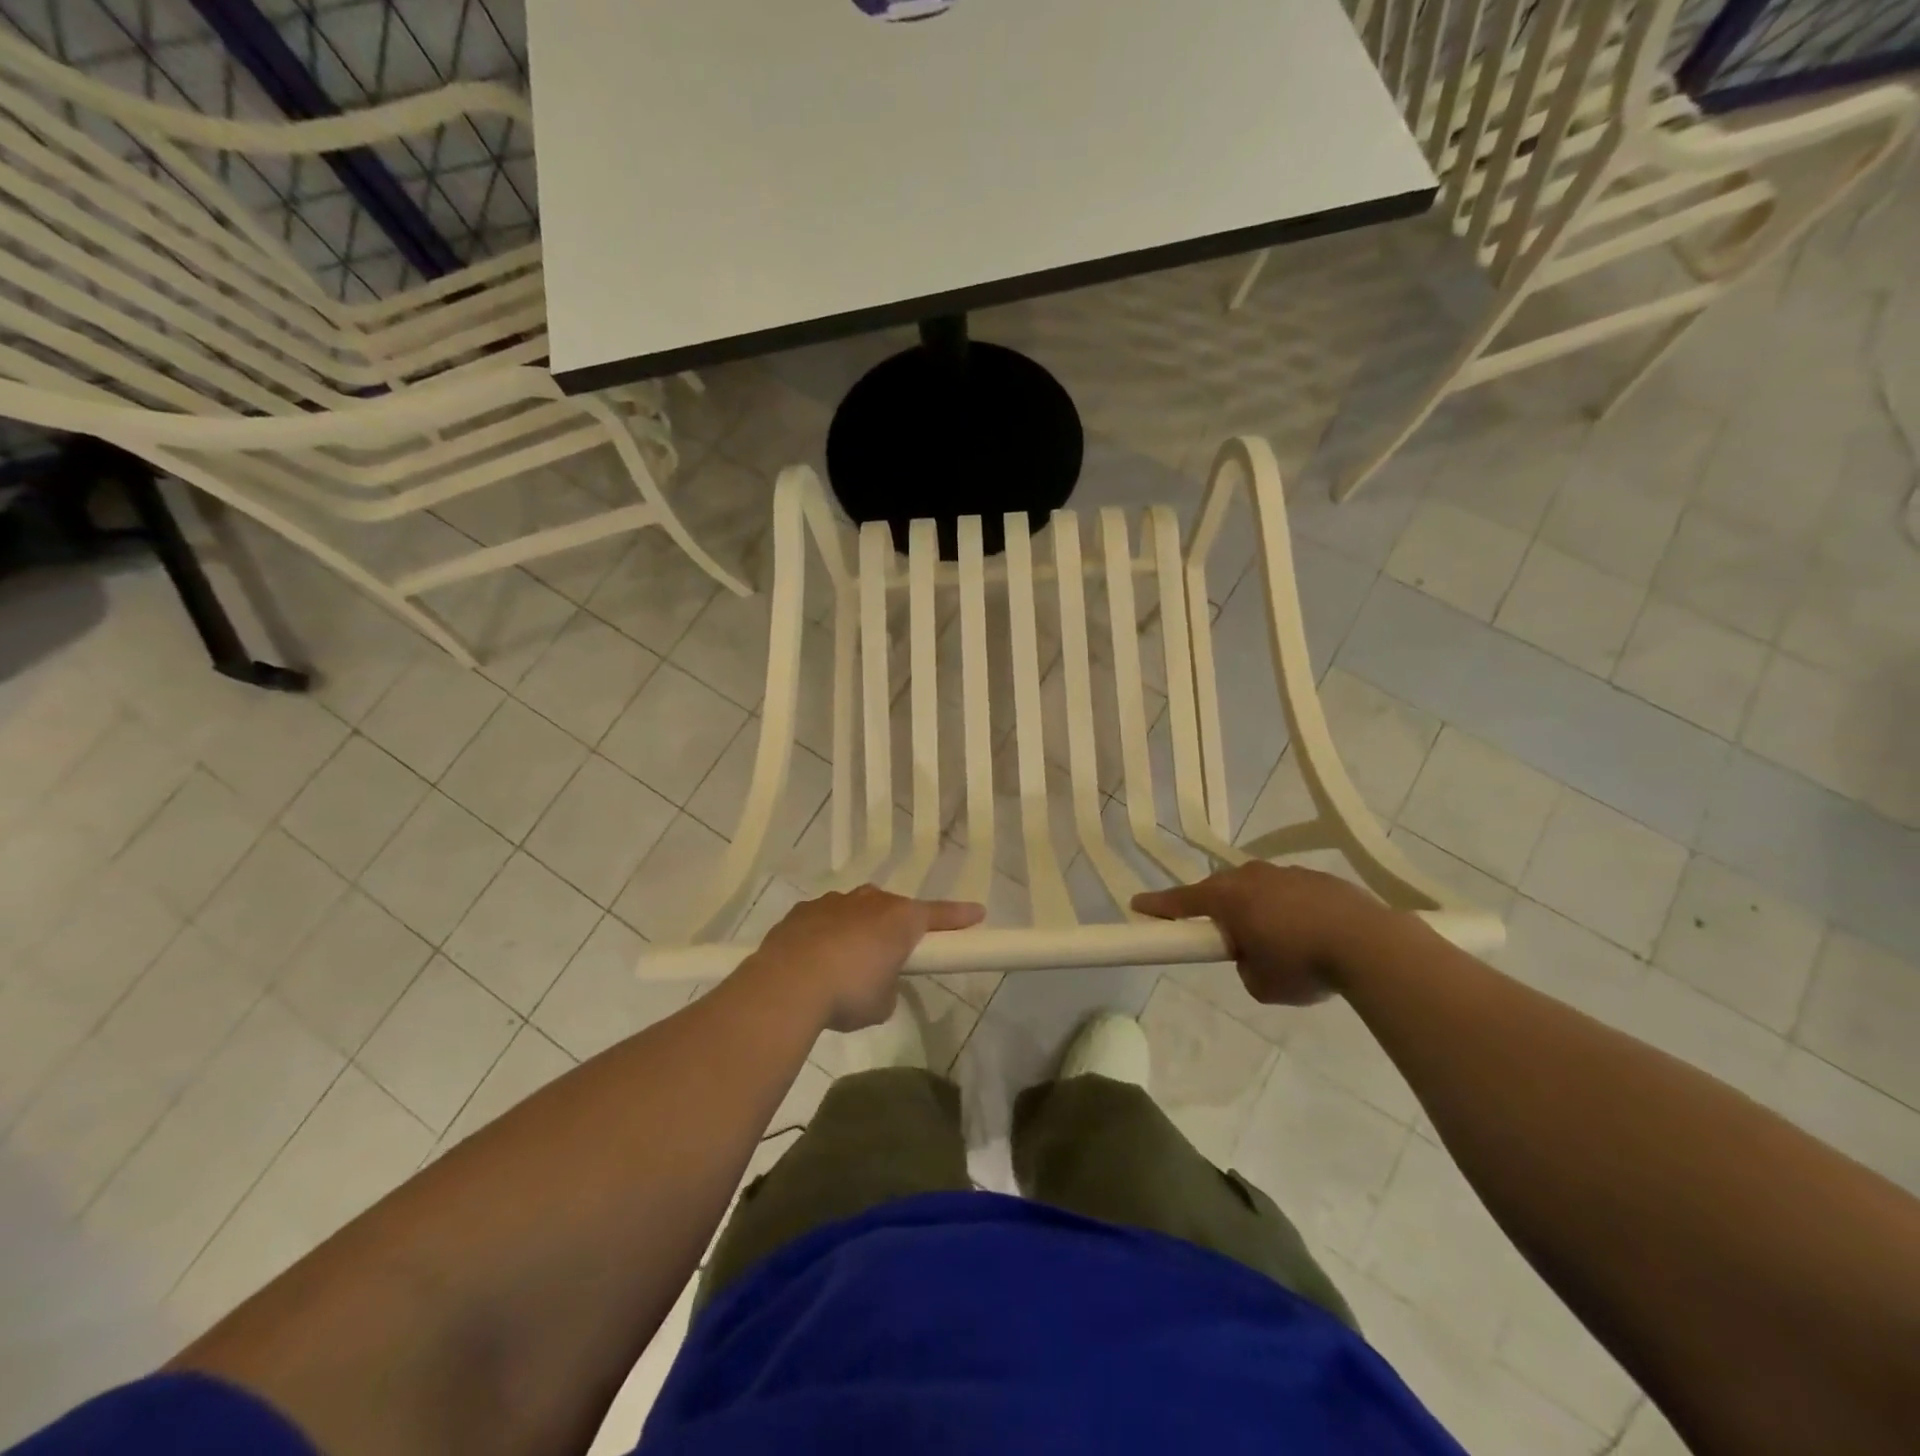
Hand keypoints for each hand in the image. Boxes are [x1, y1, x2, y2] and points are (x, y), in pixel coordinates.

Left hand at [743, 886, 984, 1031]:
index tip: (977, 913)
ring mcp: (834, 902)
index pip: (939, 915)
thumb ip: (889, 985)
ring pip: (856, 909)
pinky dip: (826, 934)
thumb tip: (877, 980)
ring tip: (847, 962)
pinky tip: (815, 959)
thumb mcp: (883, 1003)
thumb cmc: (849, 993)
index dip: (959, 916)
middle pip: (893, 908)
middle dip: (896, 927)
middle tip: (893, 953)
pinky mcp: (803, 911)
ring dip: (859, 928)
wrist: (787, 985)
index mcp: (900, 919)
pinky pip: (824, 918)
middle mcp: (870, 901)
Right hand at [1133, 863, 1400, 1005]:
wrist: (1370, 944)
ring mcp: (1288, 873)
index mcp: (1228, 897)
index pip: (1181, 901)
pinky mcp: (1321, 878)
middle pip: (1221, 889)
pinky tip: (1310, 935)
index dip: (1158, 906)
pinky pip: (1292, 893)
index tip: (1138, 905)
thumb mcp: (1260, 984)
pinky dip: (1291, 911)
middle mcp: (1252, 876)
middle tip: (1224, 936)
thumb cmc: (1302, 964)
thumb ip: (1244, 967)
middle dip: (1217, 909)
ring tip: (1278, 942)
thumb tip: (1254, 956)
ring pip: (1259, 889)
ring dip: (1258, 910)